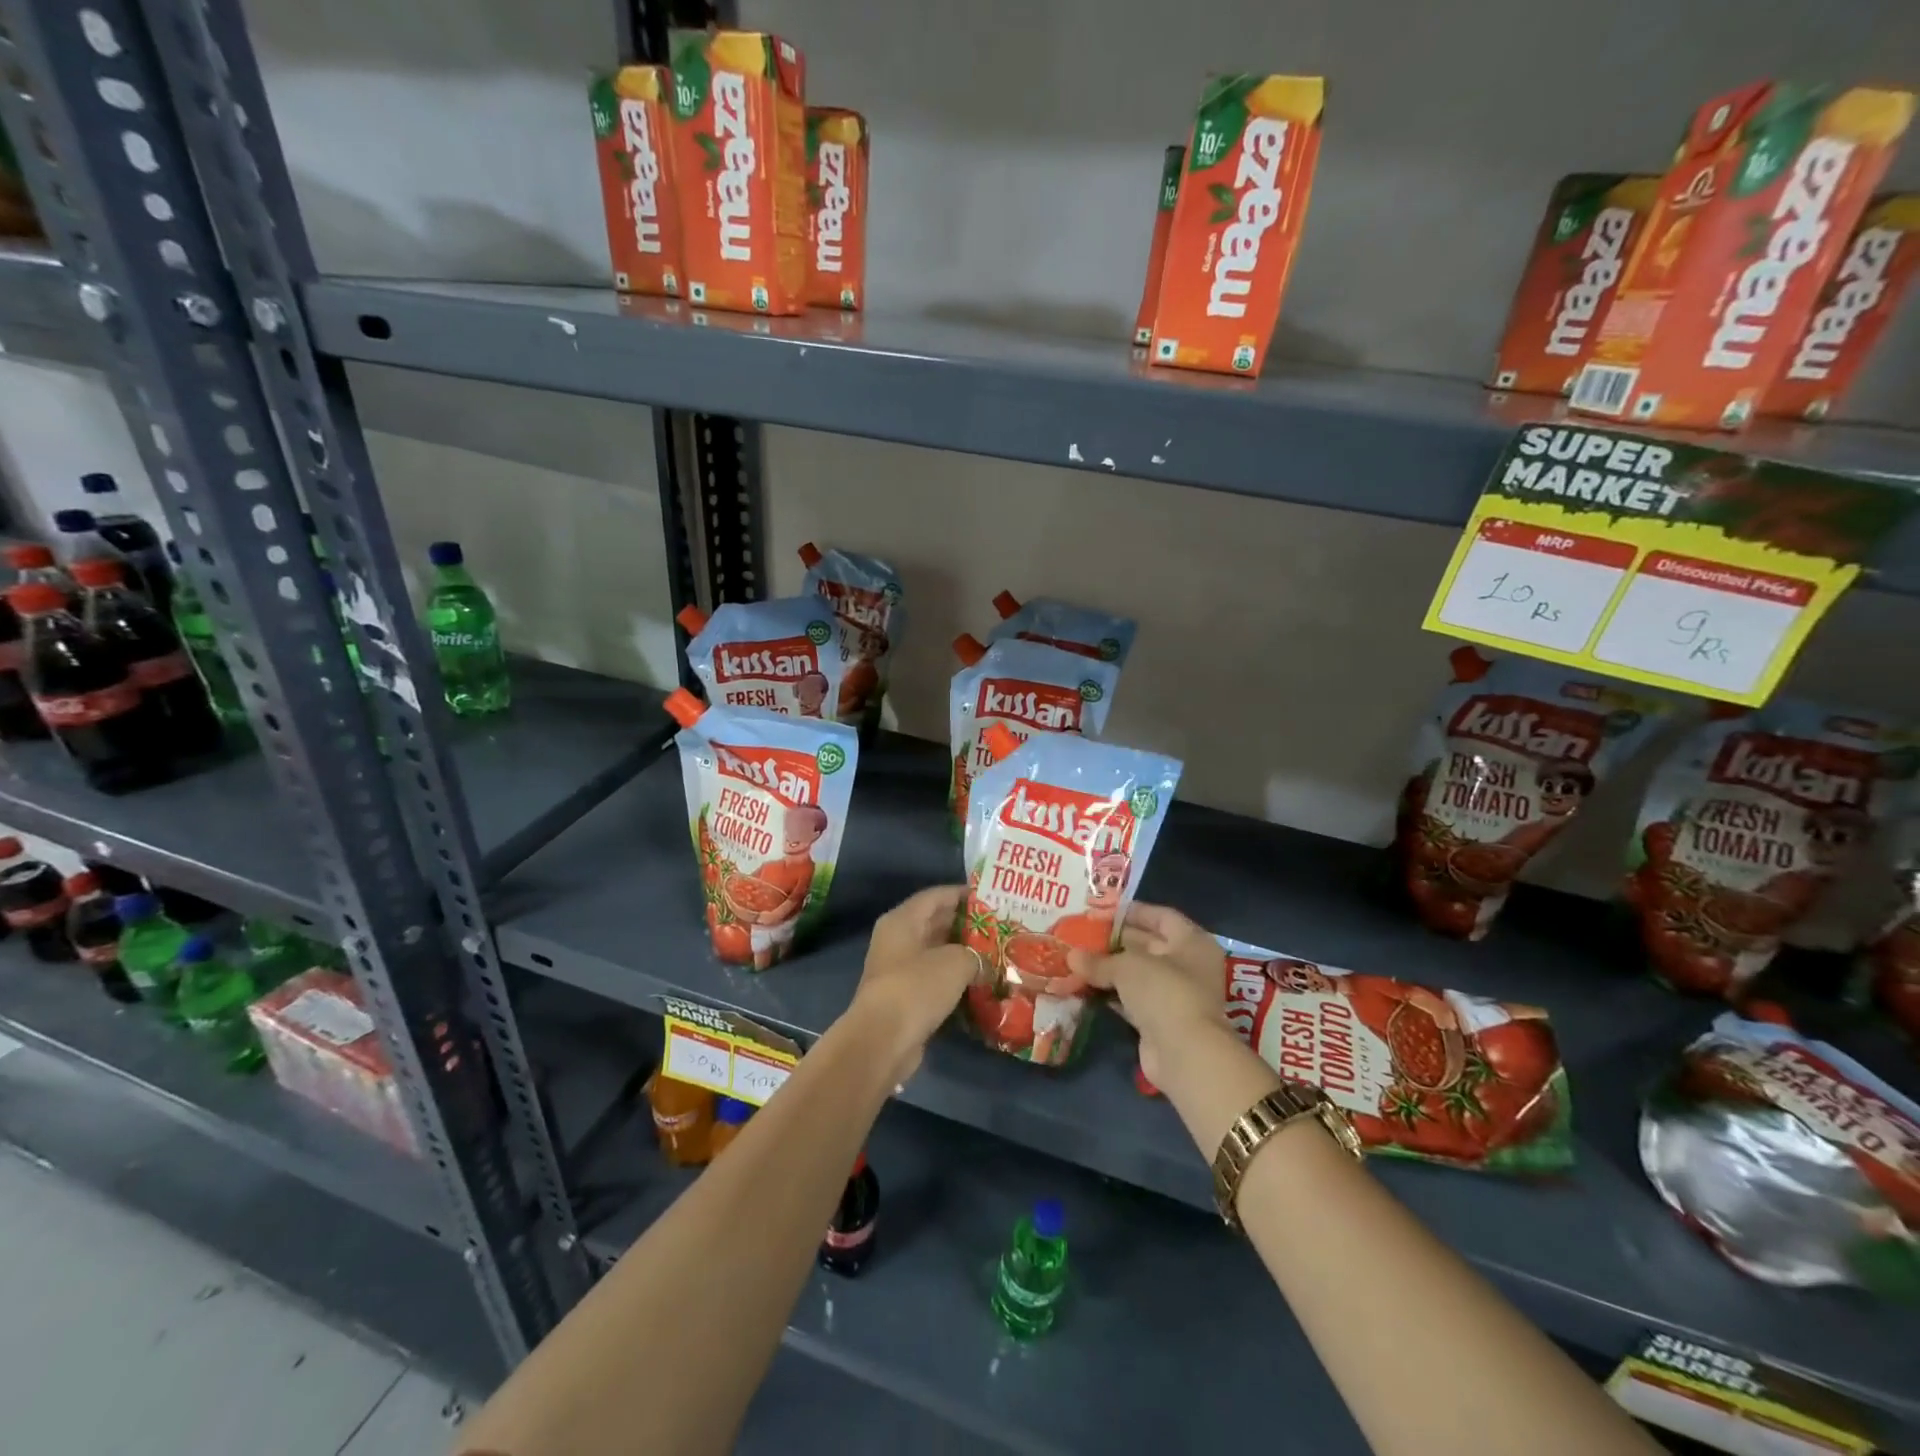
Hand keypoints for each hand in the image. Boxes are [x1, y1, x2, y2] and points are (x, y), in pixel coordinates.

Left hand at [845, 885, 983, 1083]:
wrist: (883, 1040)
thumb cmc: (917, 987)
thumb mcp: (955, 962)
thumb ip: (975, 954)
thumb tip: (984, 963)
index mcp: (902, 920)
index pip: (936, 896)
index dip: (963, 894)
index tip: (991, 897)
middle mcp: (897, 939)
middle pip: (935, 922)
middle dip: (966, 924)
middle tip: (999, 926)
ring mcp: (899, 969)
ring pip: (936, 952)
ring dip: (962, 953)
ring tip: (996, 953)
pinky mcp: (904, 996)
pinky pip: (934, 978)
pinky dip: (955, 978)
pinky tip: (980, 982)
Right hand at [1068, 903, 1228, 1089]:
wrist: (1185, 1054)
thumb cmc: (1164, 992)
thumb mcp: (1127, 967)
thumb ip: (1099, 960)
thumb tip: (1071, 956)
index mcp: (1191, 941)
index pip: (1161, 916)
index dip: (1132, 911)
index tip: (1102, 910)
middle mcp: (1188, 965)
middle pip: (1149, 944)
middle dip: (1115, 940)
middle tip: (1082, 934)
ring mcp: (1176, 994)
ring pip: (1138, 974)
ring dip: (1110, 968)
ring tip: (1077, 958)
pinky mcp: (1161, 1020)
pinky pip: (1132, 999)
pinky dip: (1112, 993)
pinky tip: (1085, 986)